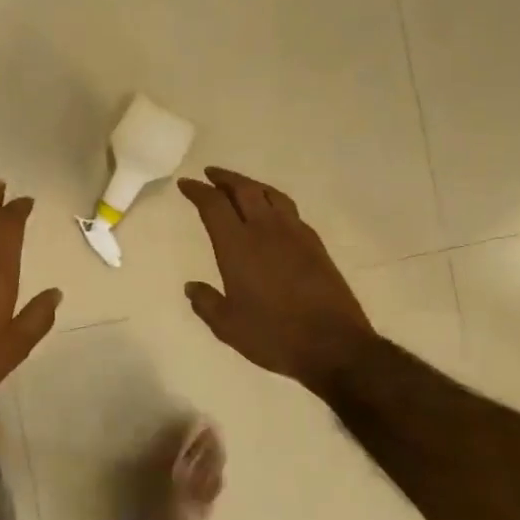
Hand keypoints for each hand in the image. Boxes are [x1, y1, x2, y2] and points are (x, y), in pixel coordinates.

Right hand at [178, 167, 374, 387]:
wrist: (333, 344)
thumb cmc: (272, 334)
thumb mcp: (227, 325)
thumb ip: (206, 303)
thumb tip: (192, 287)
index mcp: (237, 246)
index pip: (213, 206)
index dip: (197, 191)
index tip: (186, 184)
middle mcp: (266, 230)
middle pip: (244, 190)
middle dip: (225, 178)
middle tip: (211, 174)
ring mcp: (295, 235)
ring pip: (271, 195)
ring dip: (252, 185)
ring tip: (241, 186)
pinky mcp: (315, 245)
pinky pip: (290, 210)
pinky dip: (274, 202)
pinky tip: (272, 213)